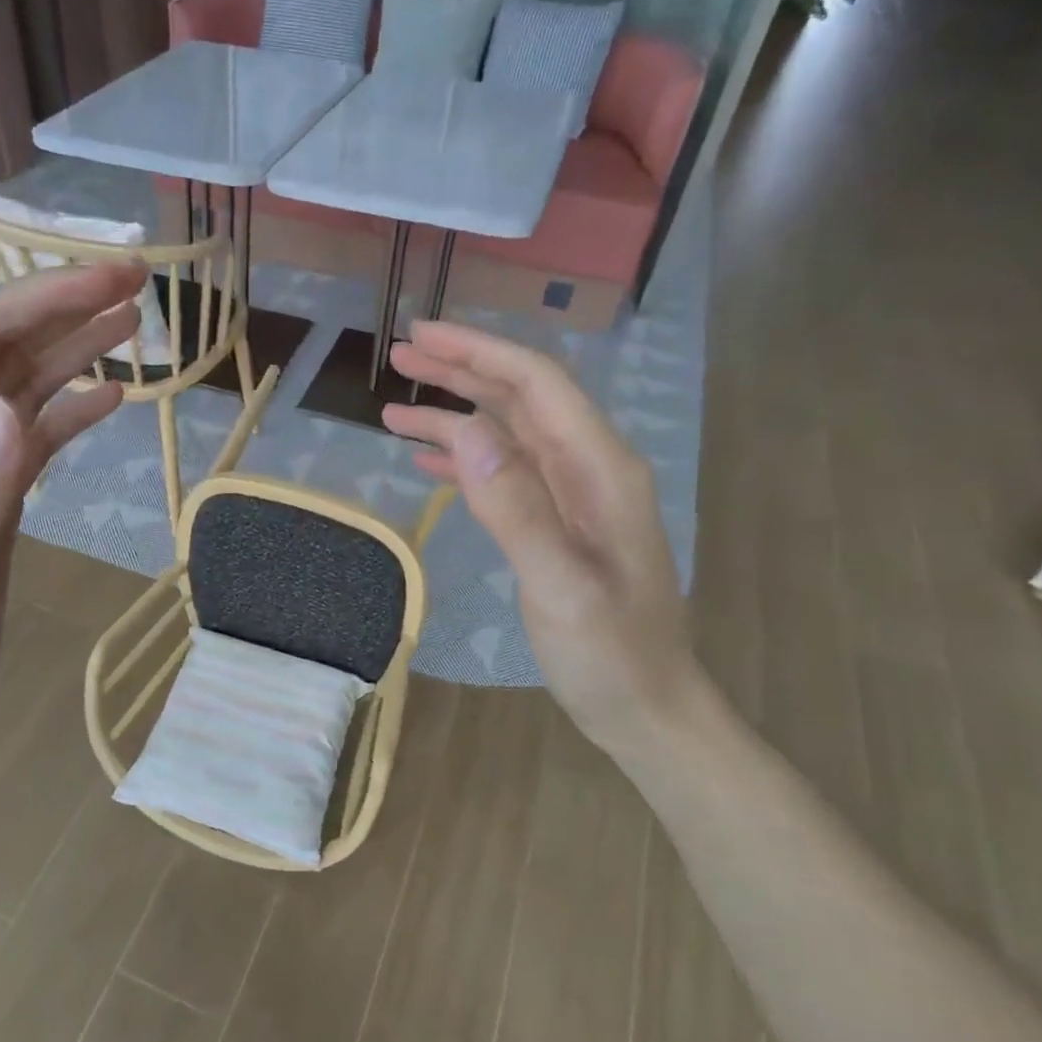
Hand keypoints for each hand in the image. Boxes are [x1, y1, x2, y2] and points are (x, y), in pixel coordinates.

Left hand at [0, 263, 144, 746]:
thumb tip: (3, 407)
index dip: (40, 299)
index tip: (107, 280)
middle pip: (0, 345)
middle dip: (63, 305)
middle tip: (136, 281)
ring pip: (21, 381)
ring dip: (74, 346)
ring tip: (134, 320)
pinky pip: (34, 430)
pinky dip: (72, 406)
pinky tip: (112, 395)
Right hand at [383, 321, 703, 750]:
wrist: (646, 706)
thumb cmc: (610, 653)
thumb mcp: (562, 588)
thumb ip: (518, 509)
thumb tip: (469, 433)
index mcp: (600, 469)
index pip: (537, 385)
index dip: (479, 353)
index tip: (422, 335)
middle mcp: (588, 469)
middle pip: (521, 398)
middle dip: (462, 370)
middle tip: (400, 355)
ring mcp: (573, 496)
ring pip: (508, 435)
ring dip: (455, 415)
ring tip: (394, 410)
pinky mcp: (556, 523)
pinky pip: (506, 474)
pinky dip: (466, 460)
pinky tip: (429, 460)